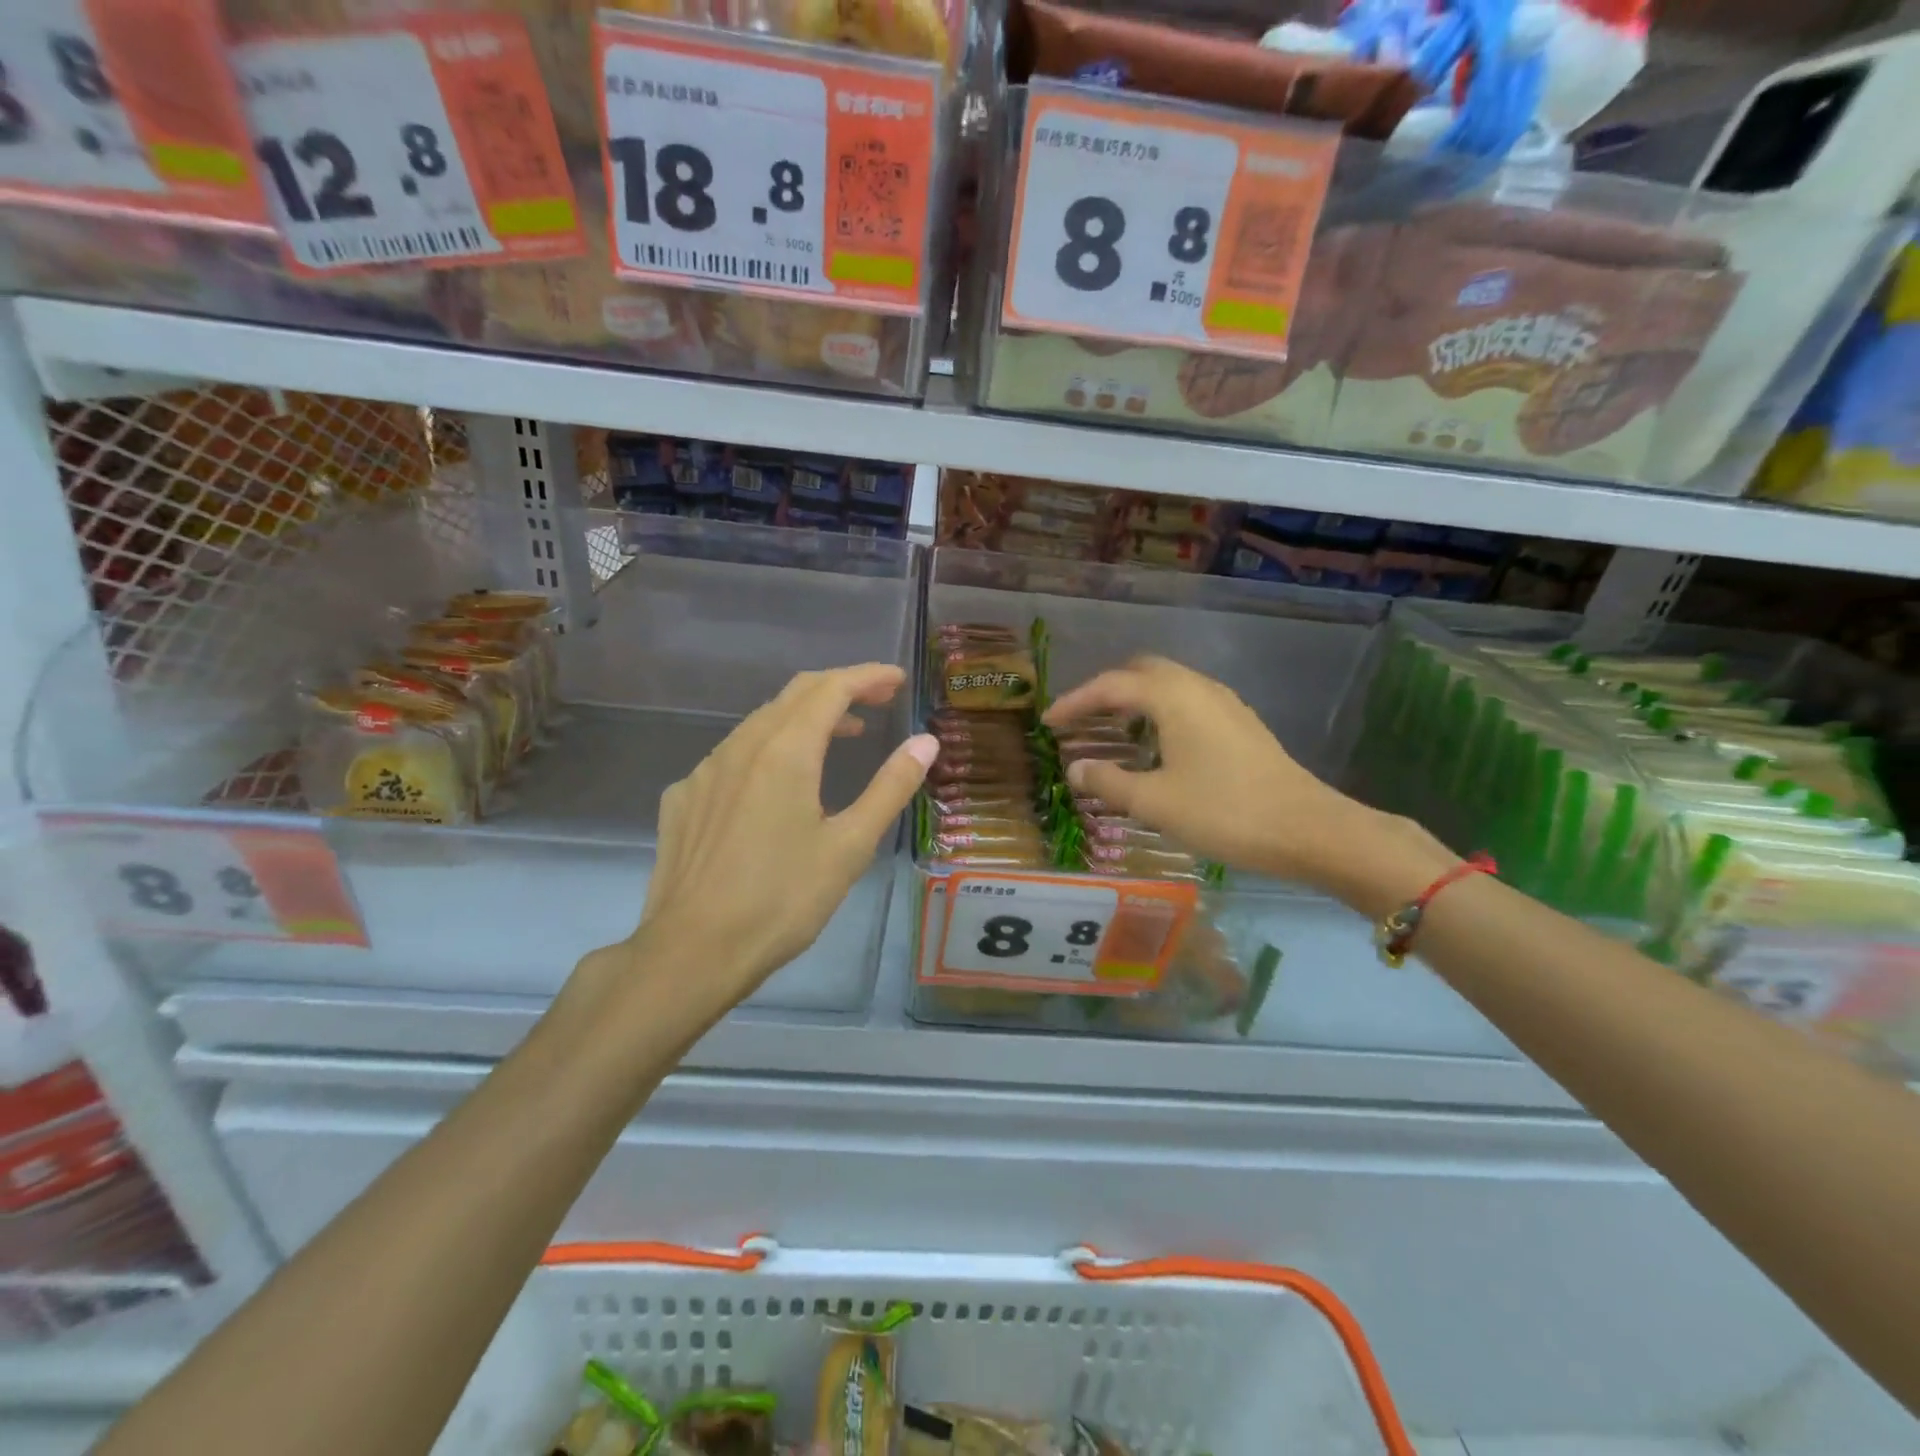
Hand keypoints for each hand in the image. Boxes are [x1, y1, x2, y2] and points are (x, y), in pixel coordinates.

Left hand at [603, 665, 936, 1007]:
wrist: (692, 951)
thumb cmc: (782, 900)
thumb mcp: (849, 846)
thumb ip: (890, 787)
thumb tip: (925, 742)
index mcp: (785, 751)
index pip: (831, 689)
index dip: (868, 677)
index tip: (897, 680)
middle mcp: (741, 746)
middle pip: (795, 694)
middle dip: (840, 688)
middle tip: (878, 700)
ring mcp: (705, 771)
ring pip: (761, 722)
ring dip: (805, 718)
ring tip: (840, 736)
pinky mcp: (683, 798)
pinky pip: (732, 755)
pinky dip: (768, 749)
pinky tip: (777, 785)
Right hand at [1043, 656, 1448, 906]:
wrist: (1309, 829)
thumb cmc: (1225, 812)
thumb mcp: (1155, 802)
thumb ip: (1109, 782)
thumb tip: (1076, 769)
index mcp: (1173, 697)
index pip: (1110, 686)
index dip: (1074, 702)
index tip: (1047, 721)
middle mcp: (1198, 687)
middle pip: (1141, 671)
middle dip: (1105, 691)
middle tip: (1080, 720)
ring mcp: (1224, 703)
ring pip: (1167, 685)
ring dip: (1134, 700)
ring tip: (1111, 731)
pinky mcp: (1240, 723)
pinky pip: (1187, 701)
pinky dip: (1159, 712)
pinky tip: (1155, 746)